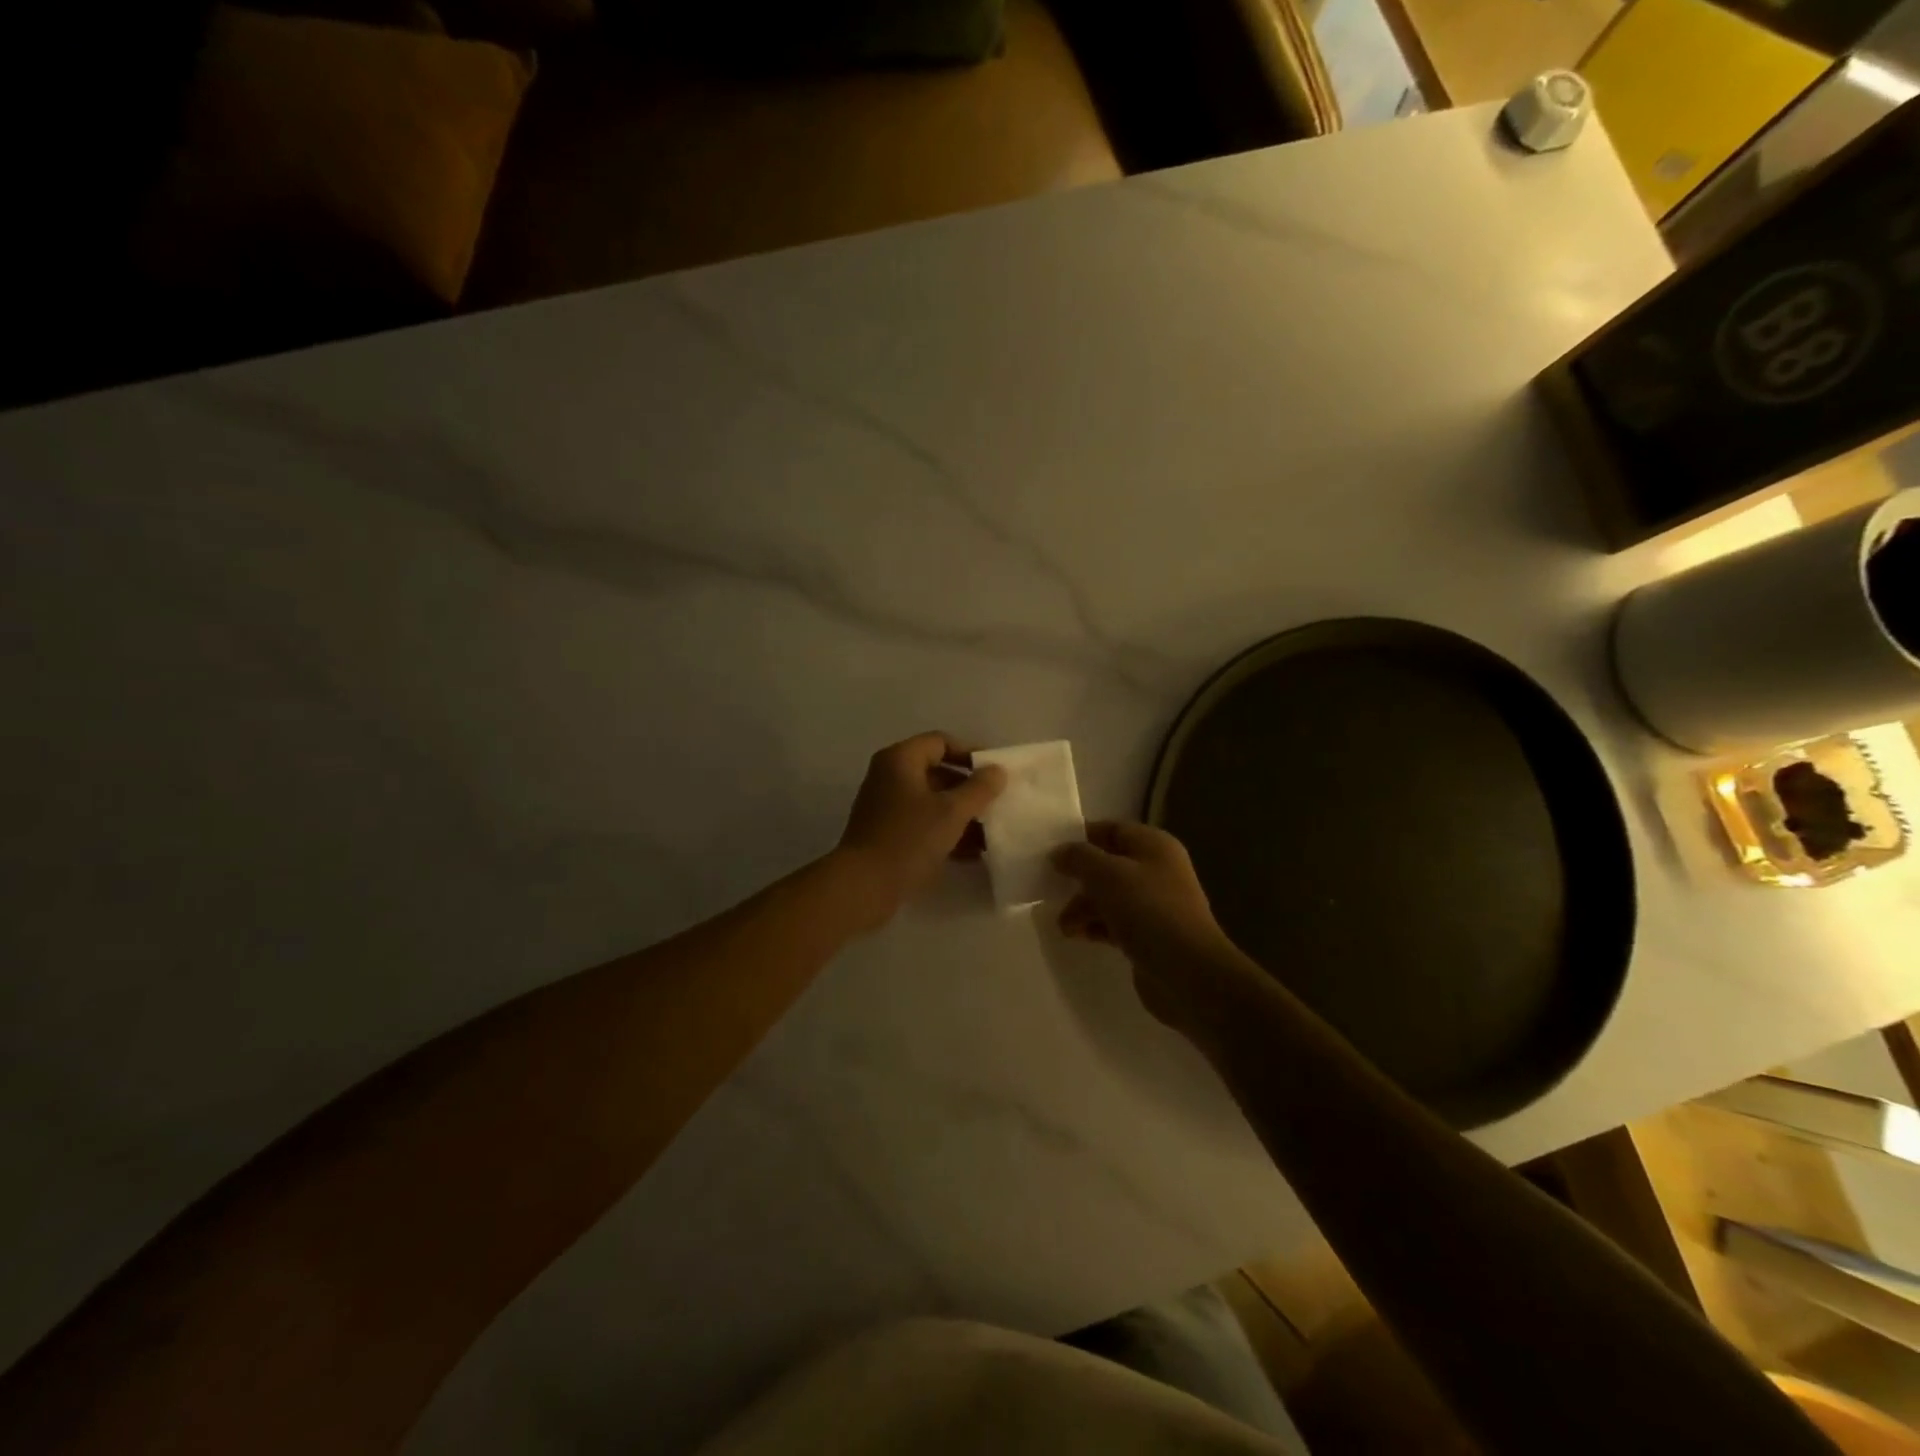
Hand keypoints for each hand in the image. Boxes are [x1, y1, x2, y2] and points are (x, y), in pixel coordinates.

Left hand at [833, 732, 1006, 930]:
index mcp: (900, 760)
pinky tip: (972, 853)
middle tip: (996, 804)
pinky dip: (945, 832)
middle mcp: (889, 776)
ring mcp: (886, 806)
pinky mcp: (887, 833)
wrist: (863, 886)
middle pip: (937, 772)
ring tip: (990, 833)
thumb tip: (997, 771)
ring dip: (961, 815)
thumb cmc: (909, 839)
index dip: (970, 753)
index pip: (941, 742)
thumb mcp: (951, 812)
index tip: (994, 773)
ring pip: (932, 801)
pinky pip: (923, 823)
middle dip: (969, 789)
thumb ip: (979, 789)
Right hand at [1053, 821, 1256, 1030]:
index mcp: (1153, 845)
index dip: (1081, 837)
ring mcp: (1154, 904)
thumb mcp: (1107, 875)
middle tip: (1049, 888)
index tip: (1050, 851)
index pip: (1111, 830)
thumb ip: (1079, 858)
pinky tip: (1078, 936)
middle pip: (1108, 864)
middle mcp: (1156, 870)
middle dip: (1079, 877)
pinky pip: (1115, 922)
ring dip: (1083, 906)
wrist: (1188, 972)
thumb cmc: (1148, 911)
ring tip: (1064, 925)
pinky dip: (1095, 926)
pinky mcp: (1149, 935)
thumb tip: (1059, 853)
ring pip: (1109, 896)